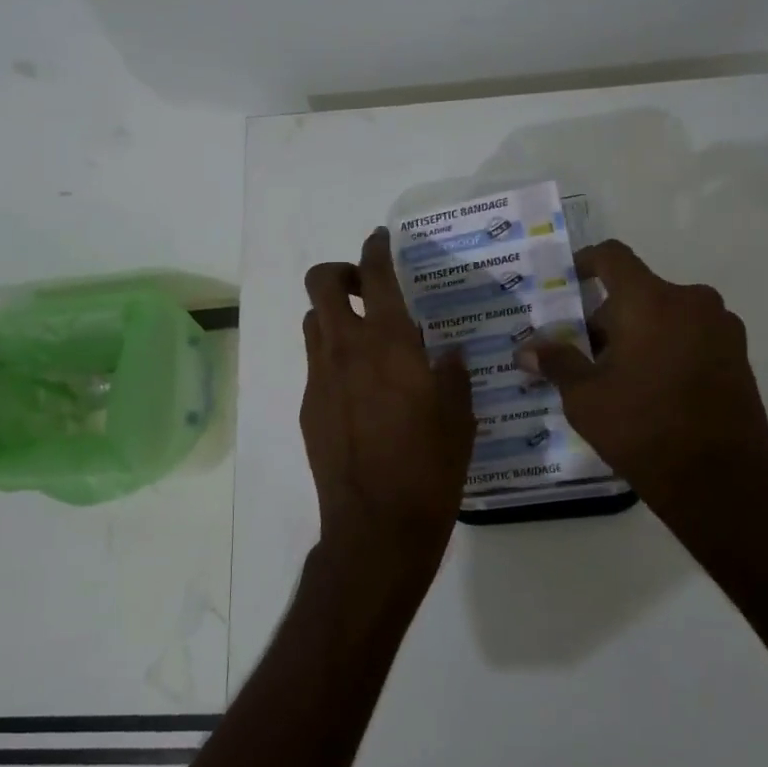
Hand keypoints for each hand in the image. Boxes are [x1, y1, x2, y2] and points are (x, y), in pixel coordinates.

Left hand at [300, 228, 476, 596]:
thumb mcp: (459, 417)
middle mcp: (347, 349)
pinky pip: (315, 364)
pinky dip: (332, 359)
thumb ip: (451, 375)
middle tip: (364, 288)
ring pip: (313, 322)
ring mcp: (320, 378)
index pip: (375, 275)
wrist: (376, 526)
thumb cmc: (430, 468)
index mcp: (390, 344)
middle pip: (321, 284)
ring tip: (363, 339)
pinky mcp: (307, 407)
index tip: (380, 240)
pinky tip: (358, 390)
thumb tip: (445, 354)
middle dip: (339, 273)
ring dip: (333, 316)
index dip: (375, 248)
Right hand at [518, 240, 767, 557]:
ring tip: (616, 377)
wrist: (722, 482)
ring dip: (638, 334)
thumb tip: (527, 350)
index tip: (568, 282)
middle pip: (637, 292)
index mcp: (651, 300)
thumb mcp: (585, 396)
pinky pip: (691, 336)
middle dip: (607, 318)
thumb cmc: (643, 428)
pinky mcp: (739, 356)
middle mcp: (692, 302)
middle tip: (582, 355)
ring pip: (665, 315)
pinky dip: (666, 349)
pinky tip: (650, 389)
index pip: (613, 257)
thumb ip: (557, 363)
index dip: (585, 262)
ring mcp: (722, 329)